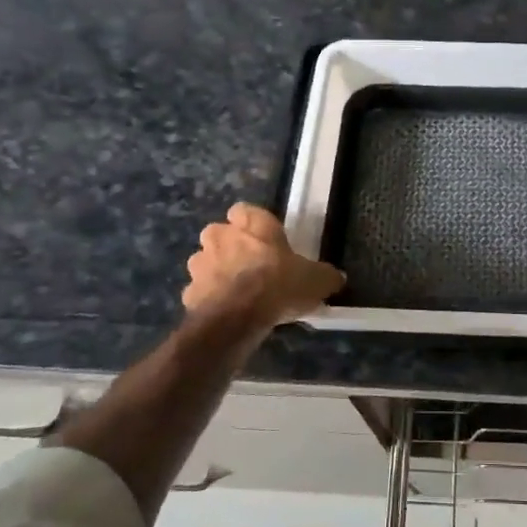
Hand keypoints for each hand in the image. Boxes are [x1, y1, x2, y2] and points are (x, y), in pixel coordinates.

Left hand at [182, 203, 344, 329]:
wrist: (237, 317)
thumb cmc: (279, 285)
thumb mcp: (316, 280)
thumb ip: (326, 276)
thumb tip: (337, 278)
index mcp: (253, 225)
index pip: (244, 210)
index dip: (251, 223)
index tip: (263, 238)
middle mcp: (221, 236)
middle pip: (220, 233)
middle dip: (230, 246)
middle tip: (250, 265)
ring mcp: (200, 264)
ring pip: (205, 261)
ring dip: (216, 271)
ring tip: (235, 291)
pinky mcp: (189, 291)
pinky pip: (200, 291)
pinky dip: (209, 299)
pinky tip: (225, 312)